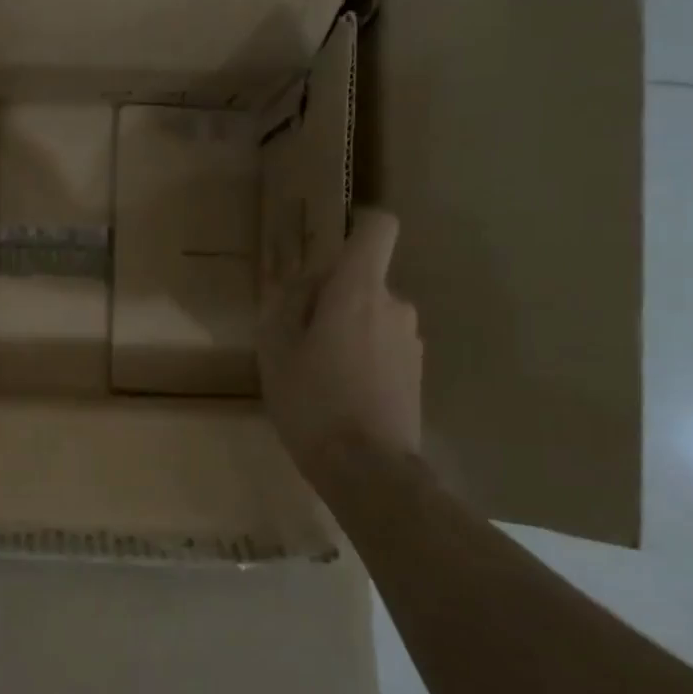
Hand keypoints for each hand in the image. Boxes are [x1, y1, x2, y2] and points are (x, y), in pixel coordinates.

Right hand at [258, 207, 421, 475]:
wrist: (368, 469)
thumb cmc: (312, 400)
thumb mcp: (276, 349)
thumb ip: (286, 303)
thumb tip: (303, 283)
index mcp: (358, 291)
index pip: (378, 228)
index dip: (358, 223)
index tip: (330, 244)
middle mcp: (394, 305)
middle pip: (362, 278)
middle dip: (330, 295)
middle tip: (296, 335)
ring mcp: (411, 340)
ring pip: (371, 313)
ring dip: (345, 327)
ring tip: (314, 370)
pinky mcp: (416, 371)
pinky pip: (382, 343)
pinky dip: (361, 353)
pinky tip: (338, 391)